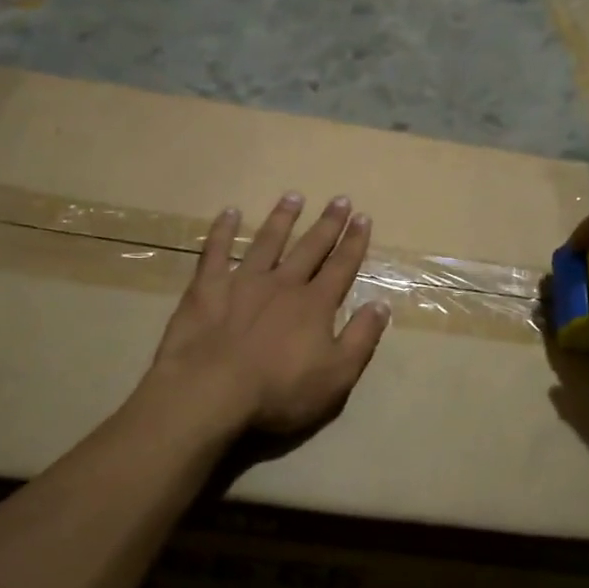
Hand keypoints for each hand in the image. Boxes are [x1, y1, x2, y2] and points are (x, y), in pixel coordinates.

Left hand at [150, 192, 391, 436]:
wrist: (212, 391)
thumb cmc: (279, 391)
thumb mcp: (336, 375)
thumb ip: (360, 338)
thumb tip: (381, 304)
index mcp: (314, 305)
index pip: (341, 267)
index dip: (354, 243)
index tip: (363, 218)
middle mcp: (283, 283)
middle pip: (309, 247)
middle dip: (327, 224)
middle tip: (339, 199)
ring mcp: (243, 281)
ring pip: (267, 241)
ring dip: (282, 218)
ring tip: (293, 196)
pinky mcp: (207, 287)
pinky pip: (216, 250)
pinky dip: (223, 230)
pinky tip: (229, 212)